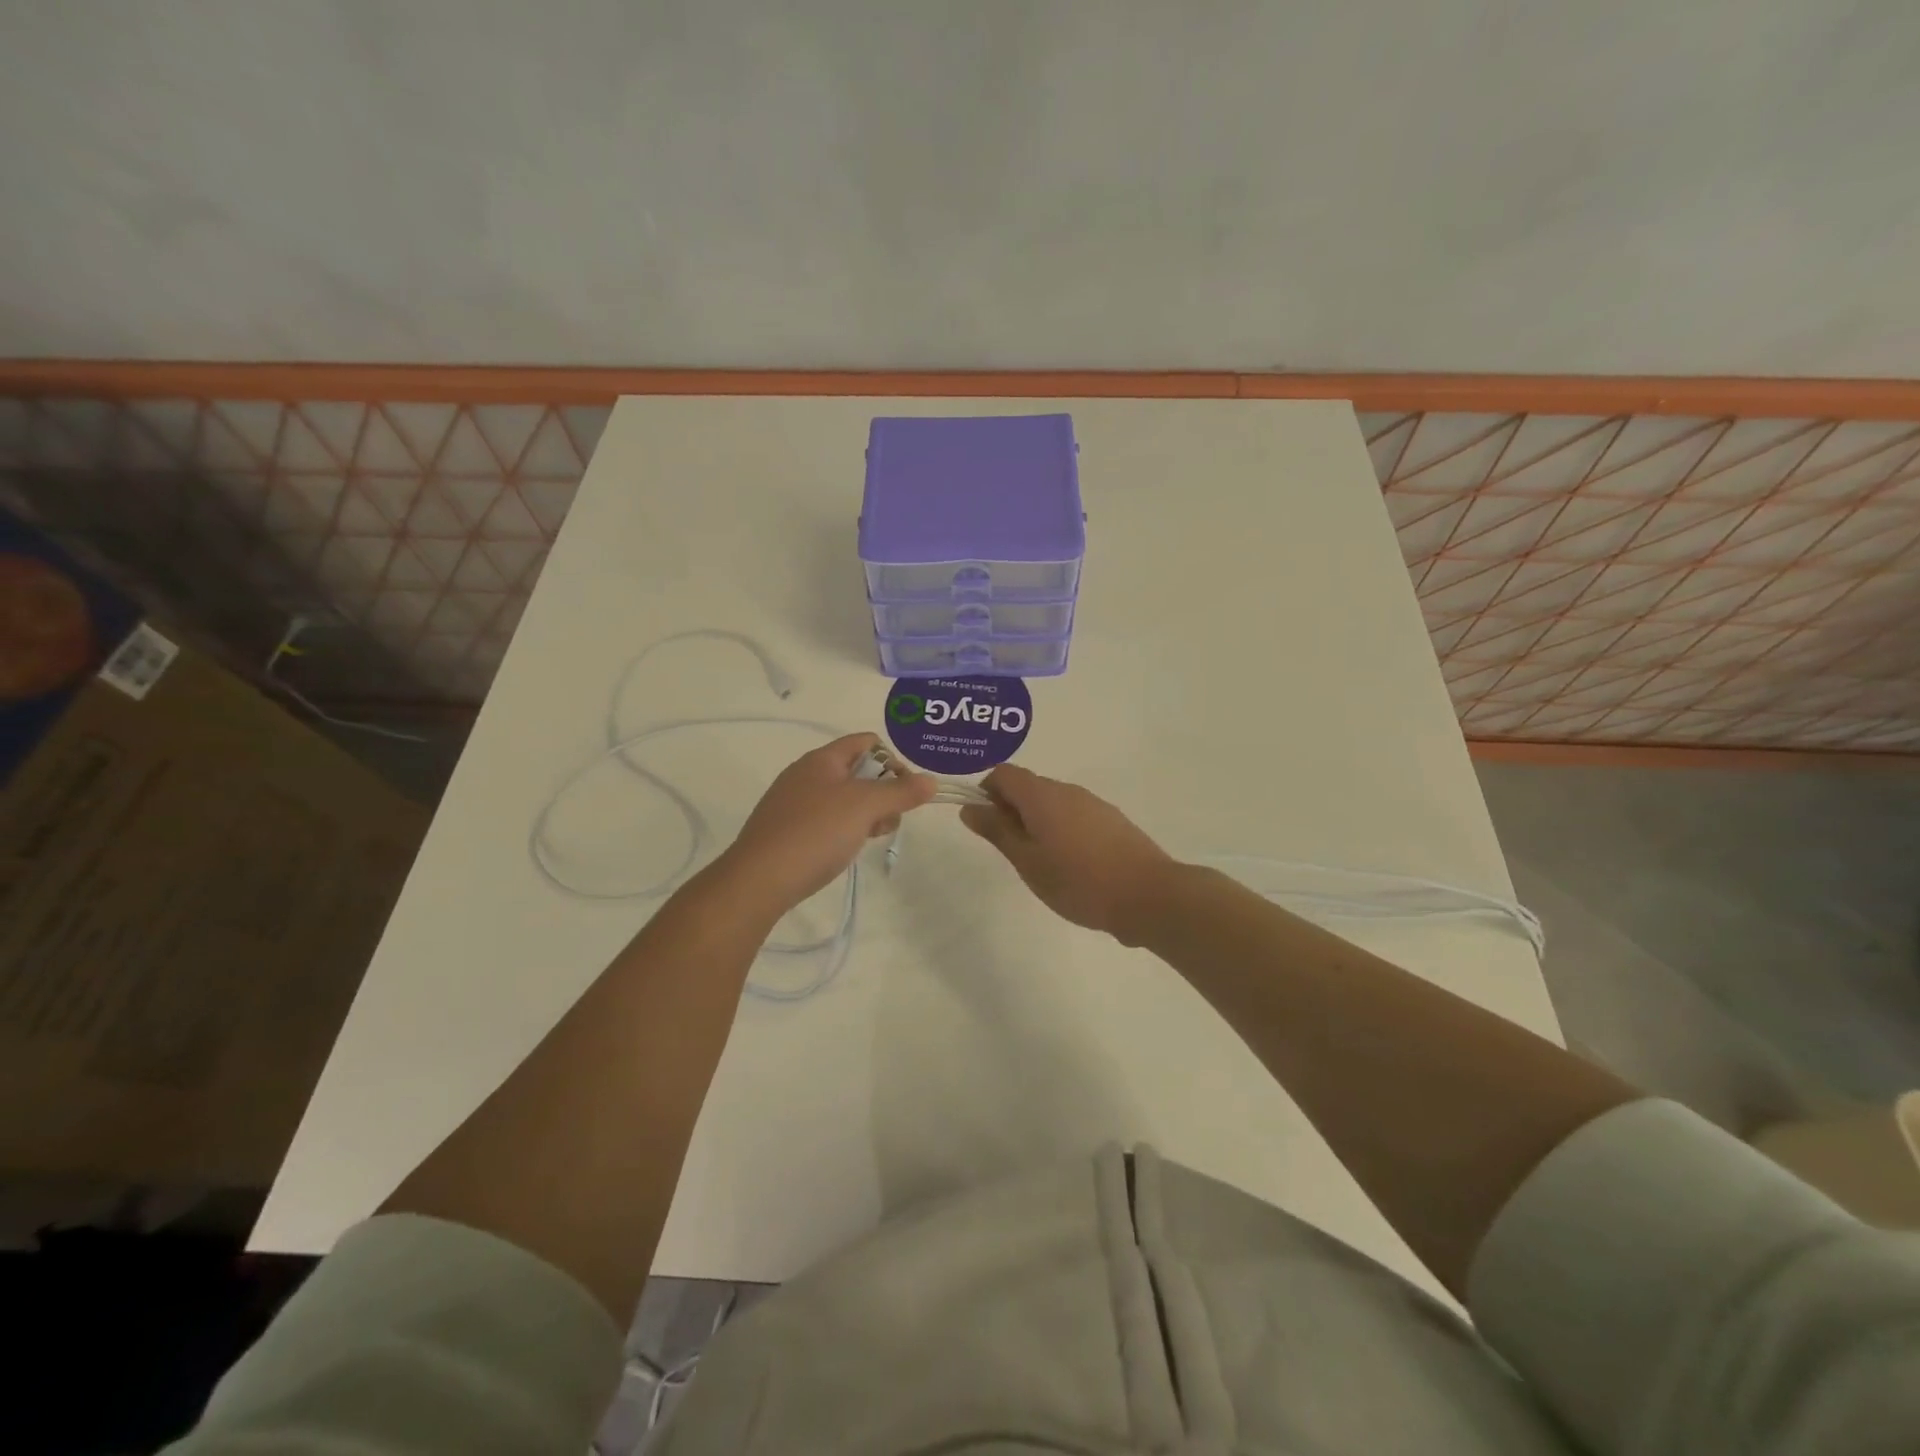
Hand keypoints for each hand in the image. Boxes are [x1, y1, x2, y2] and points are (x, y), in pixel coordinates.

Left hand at [717, 734, 935, 911]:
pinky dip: (842, 829)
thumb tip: (932, 780)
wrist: (759, 879)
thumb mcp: (865, 807)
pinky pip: (825, 819)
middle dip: (882, 792)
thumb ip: (901, 792)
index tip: (905, 791)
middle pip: (857, 771)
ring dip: (865, 813)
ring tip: (870, 837)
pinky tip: (844, 850)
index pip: (866, 742)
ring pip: (842, 798)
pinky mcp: (786, 830)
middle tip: (890, 819)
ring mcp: (792, 803)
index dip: (892, 760)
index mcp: (822, 759)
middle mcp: (805, 774)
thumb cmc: (816, 833)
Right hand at [960, 764, 1173, 942]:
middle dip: (1011, 810)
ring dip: (1037, 822)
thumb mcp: (1027, 861)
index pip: (1004, 773)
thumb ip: (997, 831)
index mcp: (1042, 795)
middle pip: (1029, 786)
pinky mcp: (1113, 821)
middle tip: (1012, 851)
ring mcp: (1094, 804)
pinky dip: (1062, 830)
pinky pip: (1075, 815)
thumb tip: (969, 807)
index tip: (987, 825)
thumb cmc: (1078, 881)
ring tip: (1042, 863)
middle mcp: (1068, 790)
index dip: (987, 792)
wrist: (1148, 895)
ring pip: (1053, 802)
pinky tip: (1072, 866)